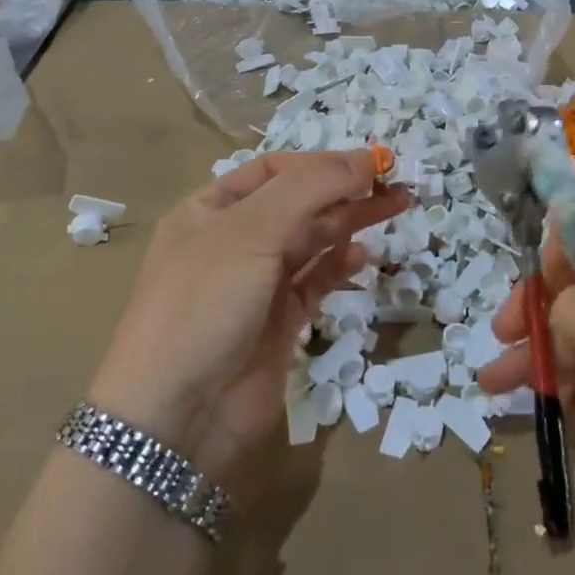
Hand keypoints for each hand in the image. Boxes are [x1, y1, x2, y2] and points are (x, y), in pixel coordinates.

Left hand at [90, 149, 408, 479]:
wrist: (178, 415)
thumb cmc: (205, 304)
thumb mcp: (250, 231)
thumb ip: (310, 189)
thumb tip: (366, 159)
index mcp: (211, 209)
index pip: (273, 169)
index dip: (322, 162)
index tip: (371, 162)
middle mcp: (233, 241)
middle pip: (299, 202)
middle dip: (345, 189)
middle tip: (396, 182)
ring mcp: (257, 284)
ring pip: (312, 240)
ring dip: (350, 222)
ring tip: (395, 207)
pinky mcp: (279, 322)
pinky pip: (316, 282)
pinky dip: (340, 265)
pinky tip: (364, 255)